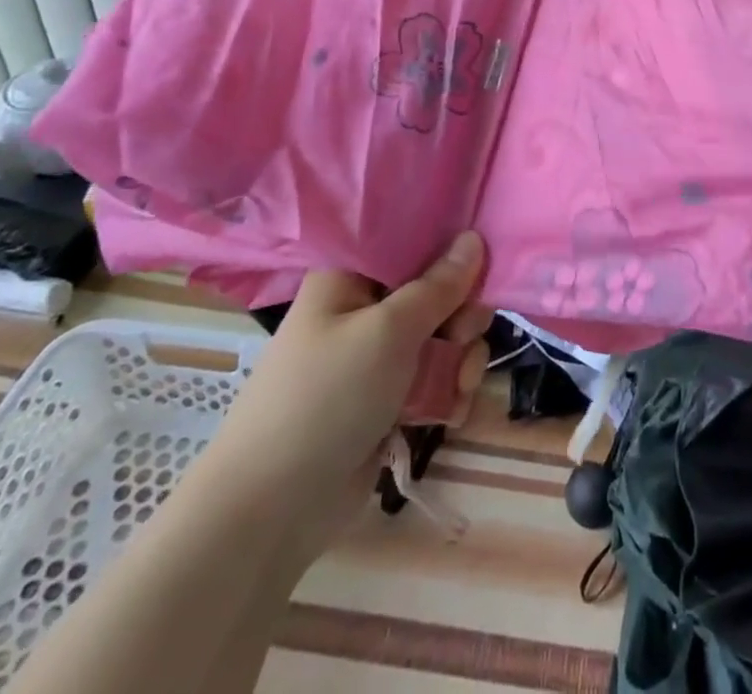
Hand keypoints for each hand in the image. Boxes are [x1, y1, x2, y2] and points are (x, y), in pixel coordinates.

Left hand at [188, 232, 492, 563]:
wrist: (270, 513)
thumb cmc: (326, 398)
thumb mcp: (388, 331)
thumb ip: (439, 286)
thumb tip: (474, 238)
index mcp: (351, 275)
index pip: (411, 239)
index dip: (450, 247)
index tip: (481, 262)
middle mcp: (365, 308)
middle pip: (437, 290)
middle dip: (462, 316)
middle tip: (462, 337)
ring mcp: (377, 356)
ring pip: (444, 337)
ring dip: (462, 360)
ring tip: (459, 387)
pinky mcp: (389, 399)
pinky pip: (436, 378)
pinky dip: (450, 392)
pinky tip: (451, 413)